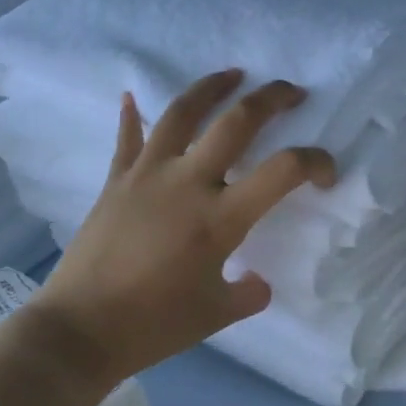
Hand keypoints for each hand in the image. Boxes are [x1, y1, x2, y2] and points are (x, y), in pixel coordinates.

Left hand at [32, 70, 335, 381]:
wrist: (78, 332)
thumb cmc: (153, 324)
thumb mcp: (215, 315)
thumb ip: (248, 294)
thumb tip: (260, 282)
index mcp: (220, 217)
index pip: (284, 170)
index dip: (316, 162)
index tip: (327, 175)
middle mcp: (188, 182)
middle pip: (236, 122)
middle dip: (271, 98)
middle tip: (292, 92)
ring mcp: (147, 175)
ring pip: (182, 113)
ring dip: (212, 87)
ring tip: (233, 74)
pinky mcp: (116, 180)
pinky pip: (127, 138)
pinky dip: (130, 115)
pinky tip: (130, 96)